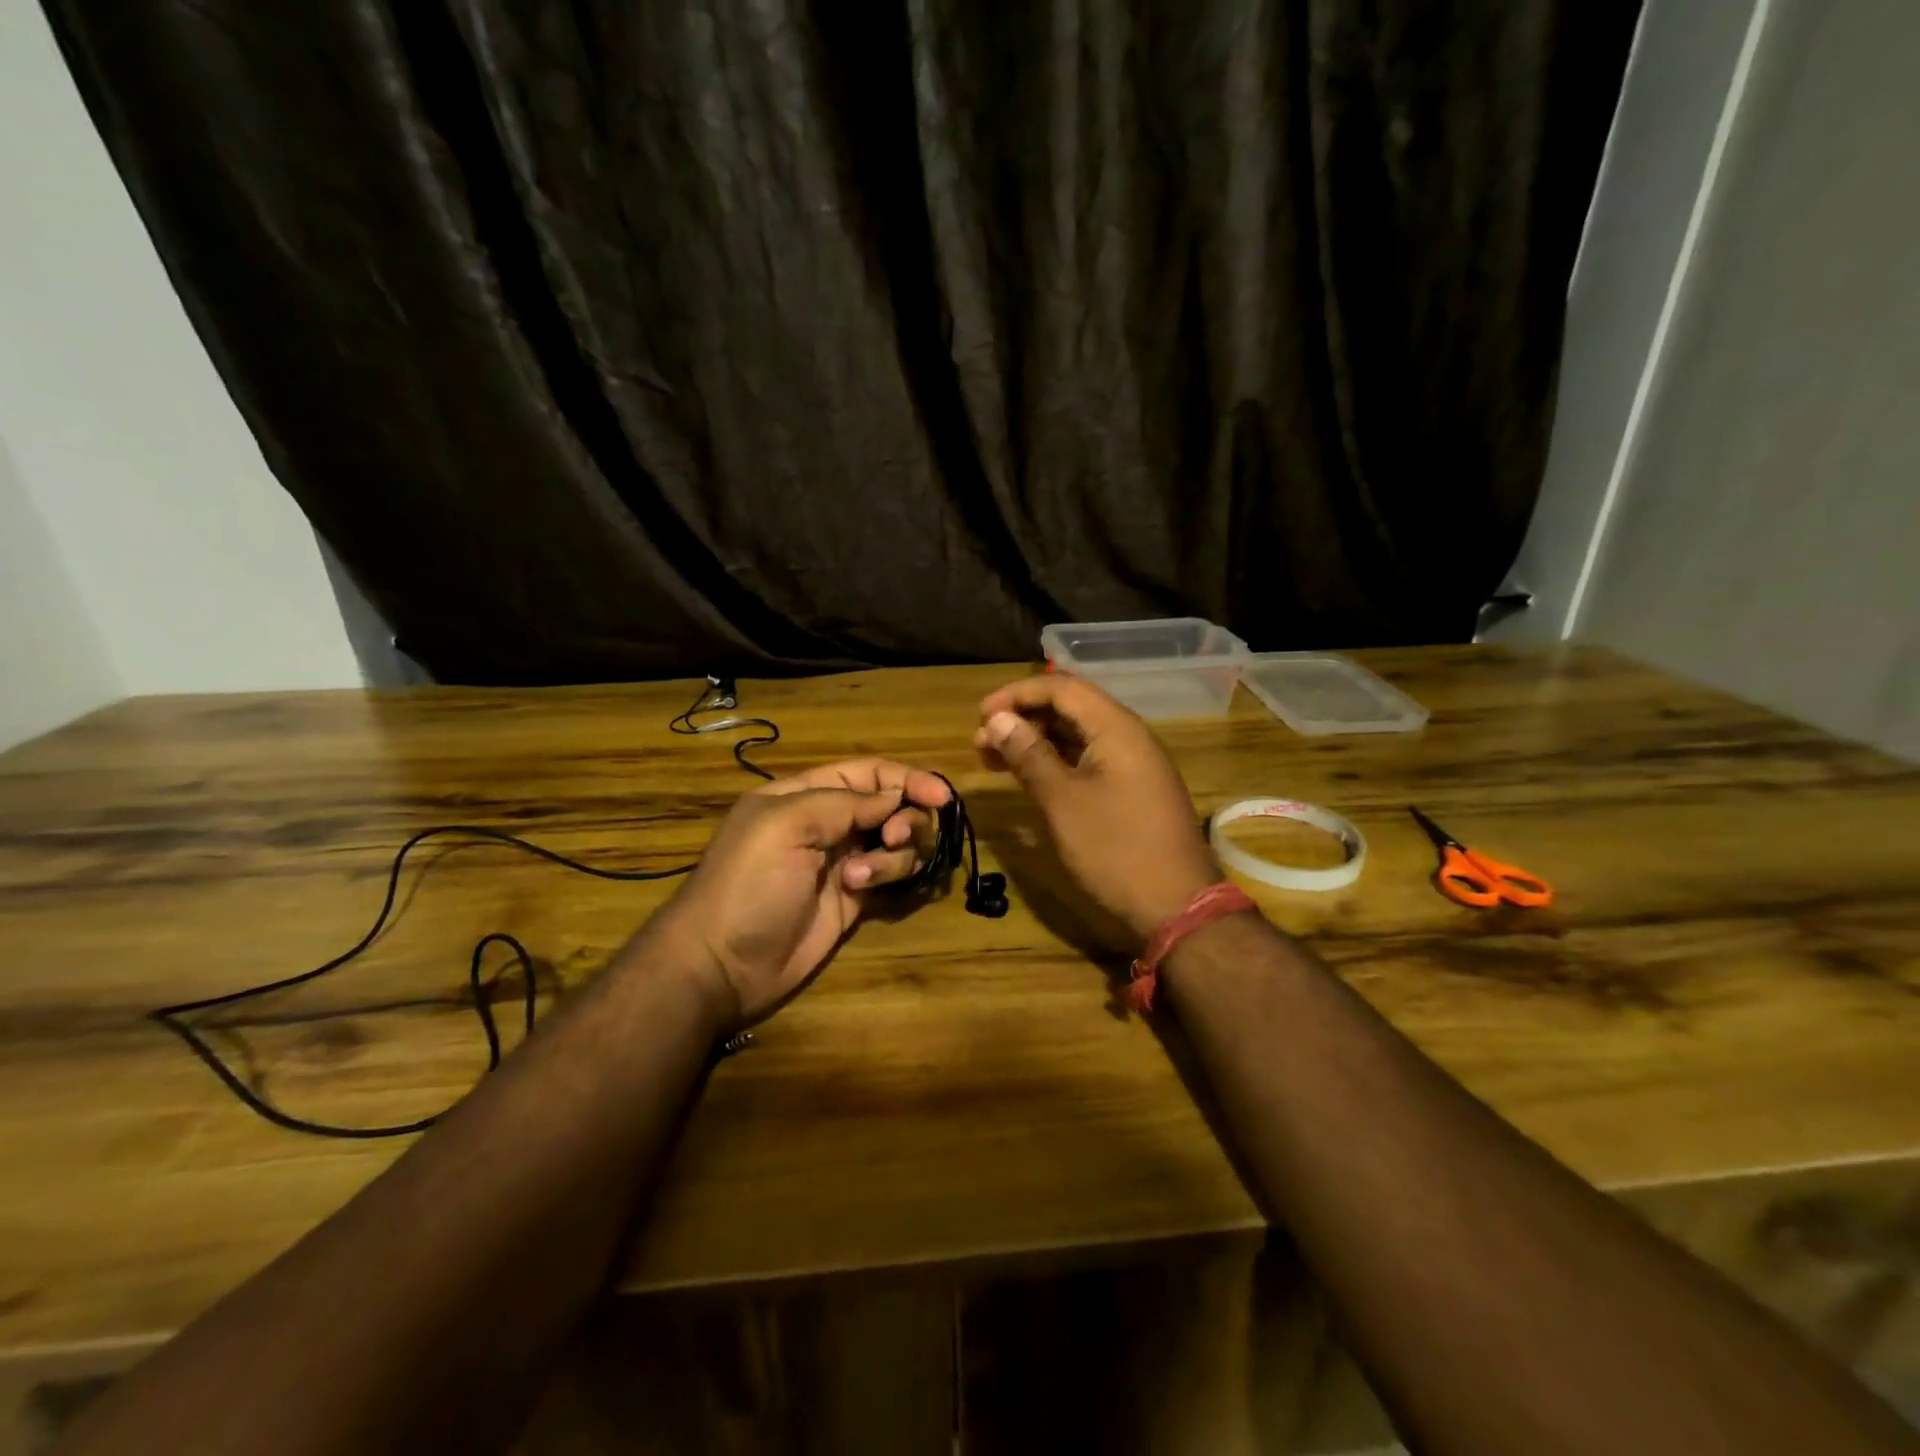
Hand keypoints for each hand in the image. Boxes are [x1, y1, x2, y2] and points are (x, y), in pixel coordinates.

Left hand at [651, 759, 951, 1025]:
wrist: (722, 964)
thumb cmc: (748, 883)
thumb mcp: (786, 825)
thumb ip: (844, 803)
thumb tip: (894, 799)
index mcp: (805, 795)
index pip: (867, 773)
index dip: (906, 778)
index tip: (940, 795)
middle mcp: (828, 824)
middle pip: (890, 805)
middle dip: (905, 817)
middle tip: (895, 838)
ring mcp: (842, 863)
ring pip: (897, 842)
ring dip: (894, 854)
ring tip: (861, 878)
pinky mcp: (854, 900)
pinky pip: (892, 876)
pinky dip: (891, 876)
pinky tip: (864, 891)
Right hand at [975, 677, 1219, 942]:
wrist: (1177, 906)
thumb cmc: (1115, 850)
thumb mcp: (1063, 802)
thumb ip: (1030, 755)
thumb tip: (998, 720)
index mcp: (1116, 728)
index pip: (1061, 688)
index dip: (1016, 695)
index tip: (979, 715)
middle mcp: (1128, 736)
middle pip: (1070, 708)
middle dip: (1023, 718)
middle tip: (981, 742)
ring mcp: (1134, 764)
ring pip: (1078, 736)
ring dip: (1036, 742)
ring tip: (995, 759)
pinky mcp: (1133, 790)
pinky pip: (1089, 760)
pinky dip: (1056, 763)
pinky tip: (1030, 778)